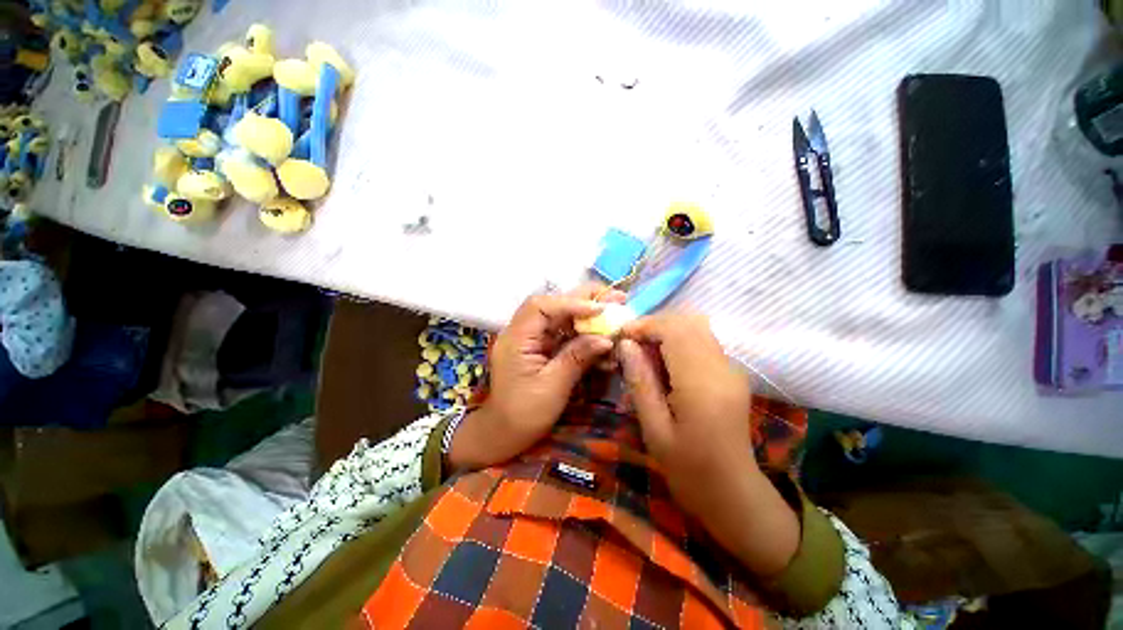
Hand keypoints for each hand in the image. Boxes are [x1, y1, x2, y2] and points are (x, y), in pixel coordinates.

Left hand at [447, 284, 625, 471]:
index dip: (571, 302)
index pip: (541, 306)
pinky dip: (583, 333)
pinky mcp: (541, 348)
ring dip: (587, 314)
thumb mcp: (553, 386)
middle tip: (615, 298)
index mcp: (517, 339)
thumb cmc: (524, 414)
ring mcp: (532, 339)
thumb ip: (577, 358)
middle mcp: (522, 332)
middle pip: (553, 305)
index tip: (600, 309)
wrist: (504, 433)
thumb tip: (606, 338)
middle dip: (583, 300)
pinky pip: (563, 334)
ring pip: (560, 317)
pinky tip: (602, 338)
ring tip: (614, 312)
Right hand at [619, 314, 799, 576]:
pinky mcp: (731, 373)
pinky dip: (678, 342)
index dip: (644, 325)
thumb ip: (640, 381)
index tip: (621, 336)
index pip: (674, 330)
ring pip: (696, 328)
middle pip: (687, 322)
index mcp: (701, 383)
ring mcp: (731, 369)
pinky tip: (663, 363)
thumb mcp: (654, 429)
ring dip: (666, 332)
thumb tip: (625, 344)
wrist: (734, 493)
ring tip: (643, 353)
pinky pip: (702, 342)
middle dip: (654, 325)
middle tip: (630, 344)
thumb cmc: (688, 469)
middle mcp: (722, 367)